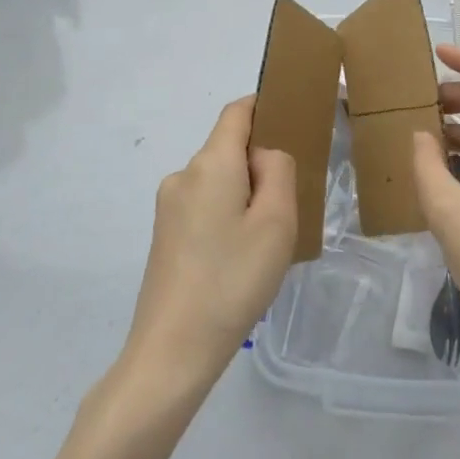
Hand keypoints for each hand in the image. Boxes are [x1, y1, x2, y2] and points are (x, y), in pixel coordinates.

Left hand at [121, 97, 297, 397]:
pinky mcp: (164, 235)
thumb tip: (264, 155)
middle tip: (289, 206)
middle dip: (260, 164)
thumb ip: (279, 170)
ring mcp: (168, 206)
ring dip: (245, 195)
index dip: (266, 106)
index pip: (237, 111)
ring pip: (219, 181)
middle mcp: (183, 175)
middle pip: (229, 148)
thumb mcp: (276, 222)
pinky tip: (239, 259)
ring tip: (265, 242)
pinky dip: (227, 216)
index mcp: (210, 163)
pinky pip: (205, 206)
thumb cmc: (232, 280)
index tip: (295, 119)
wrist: (172, 352)